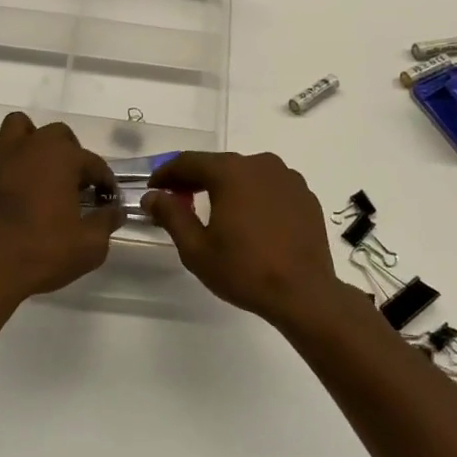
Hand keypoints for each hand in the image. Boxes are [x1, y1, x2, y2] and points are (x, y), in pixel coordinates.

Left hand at [0, 112, 122, 308]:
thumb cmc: (42, 254)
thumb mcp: (90, 246)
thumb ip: (106, 222)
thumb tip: (114, 210)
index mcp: (63, 158)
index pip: (94, 163)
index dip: (104, 181)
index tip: (107, 200)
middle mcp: (33, 146)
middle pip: (58, 134)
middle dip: (70, 154)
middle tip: (73, 184)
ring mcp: (1, 155)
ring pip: (19, 126)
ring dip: (32, 141)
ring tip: (37, 169)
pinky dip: (0, 154)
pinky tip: (6, 176)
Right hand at [143, 152, 349, 324]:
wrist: (305, 293)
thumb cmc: (245, 270)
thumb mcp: (196, 248)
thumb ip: (171, 215)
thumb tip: (152, 196)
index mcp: (231, 172)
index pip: (189, 162)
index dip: (166, 174)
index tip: (153, 189)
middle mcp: (260, 164)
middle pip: (218, 165)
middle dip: (195, 180)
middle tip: (178, 200)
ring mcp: (287, 178)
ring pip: (246, 174)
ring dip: (225, 186)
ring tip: (214, 211)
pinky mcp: (305, 195)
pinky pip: (269, 187)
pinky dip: (253, 196)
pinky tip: (249, 220)